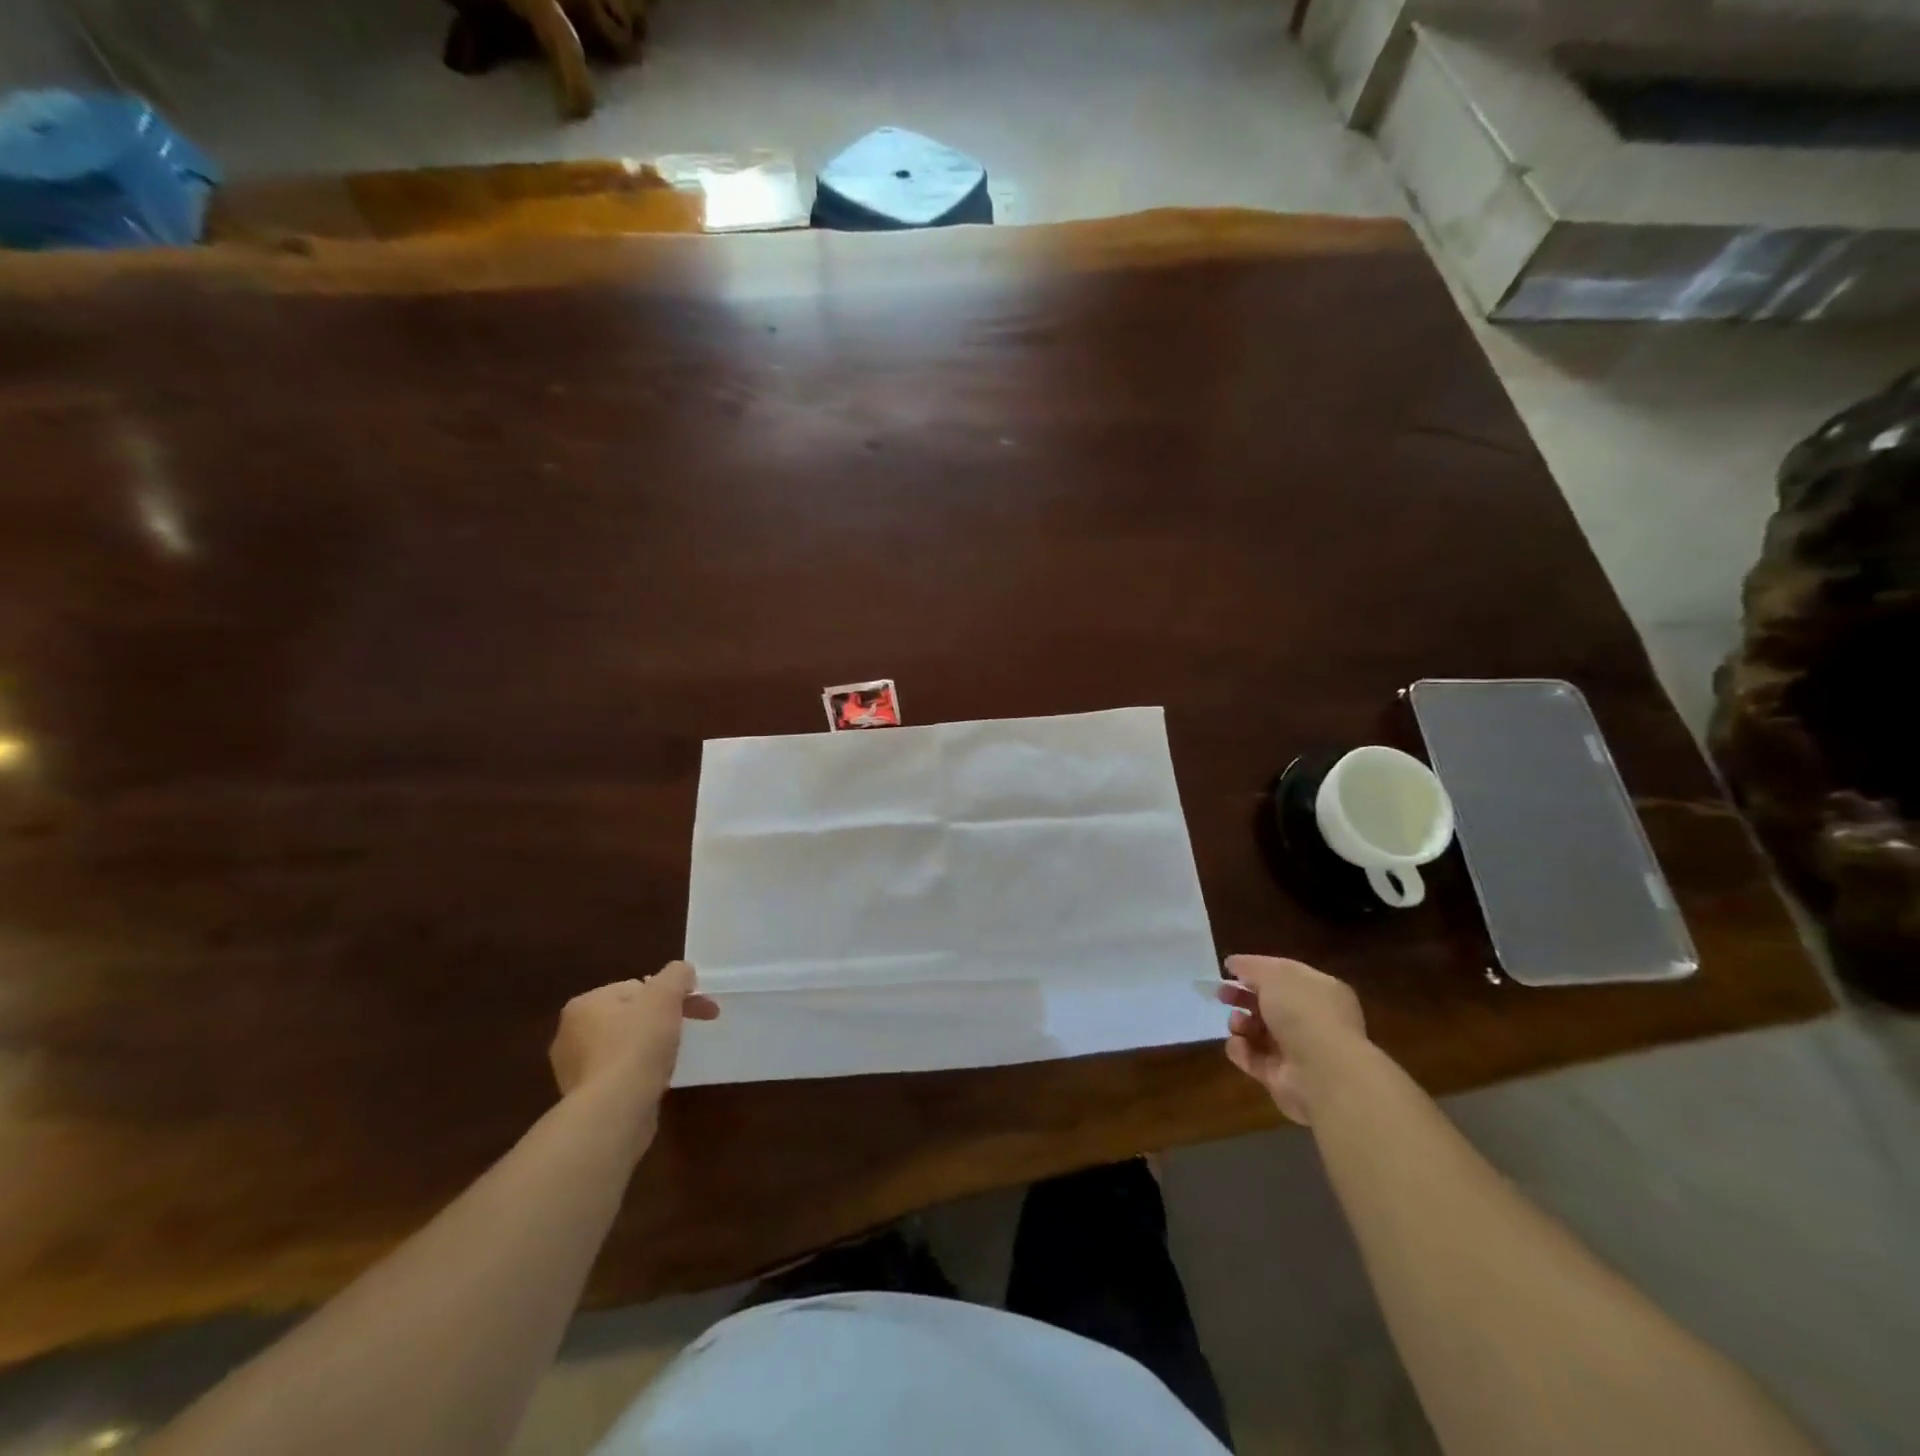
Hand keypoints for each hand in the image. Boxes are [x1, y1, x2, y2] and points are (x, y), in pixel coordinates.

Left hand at [549, 963, 720, 1113]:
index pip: (636, 987)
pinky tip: (654, 1081)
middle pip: (630, 1015)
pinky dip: (639, 1072)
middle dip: (662, 1019)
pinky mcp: (584, 1099)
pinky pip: (619, 1074)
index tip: (696, 1008)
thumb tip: (682, 972)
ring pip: (625, 1045)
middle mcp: (570, 1034)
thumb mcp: (665, 996)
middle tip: (690, 1030)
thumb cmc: (638, 1045)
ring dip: (650, 1047)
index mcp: (584, 1004)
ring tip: (671, 1058)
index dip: (670, 994)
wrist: (615, 1111)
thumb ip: (677, 974)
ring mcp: (574, 1070)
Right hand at [1216, 955, 1365, 1124]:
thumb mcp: (1274, 975)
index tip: (1230, 969)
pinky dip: (1241, 1050)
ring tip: (1237, 1024)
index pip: (1284, 976)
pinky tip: (1239, 1044)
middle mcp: (1311, 1020)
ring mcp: (1296, 1050)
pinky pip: (1252, 1057)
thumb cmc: (1303, 1013)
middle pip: (1269, 1004)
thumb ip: (1251, 966)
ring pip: (1257, 1030)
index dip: (1257, 970)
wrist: (1322, 1073)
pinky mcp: (1280, 1076)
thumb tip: (1233, 963)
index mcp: (1320, 991)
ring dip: (1240, 1023)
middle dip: (1243, 997)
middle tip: (1222, 994)